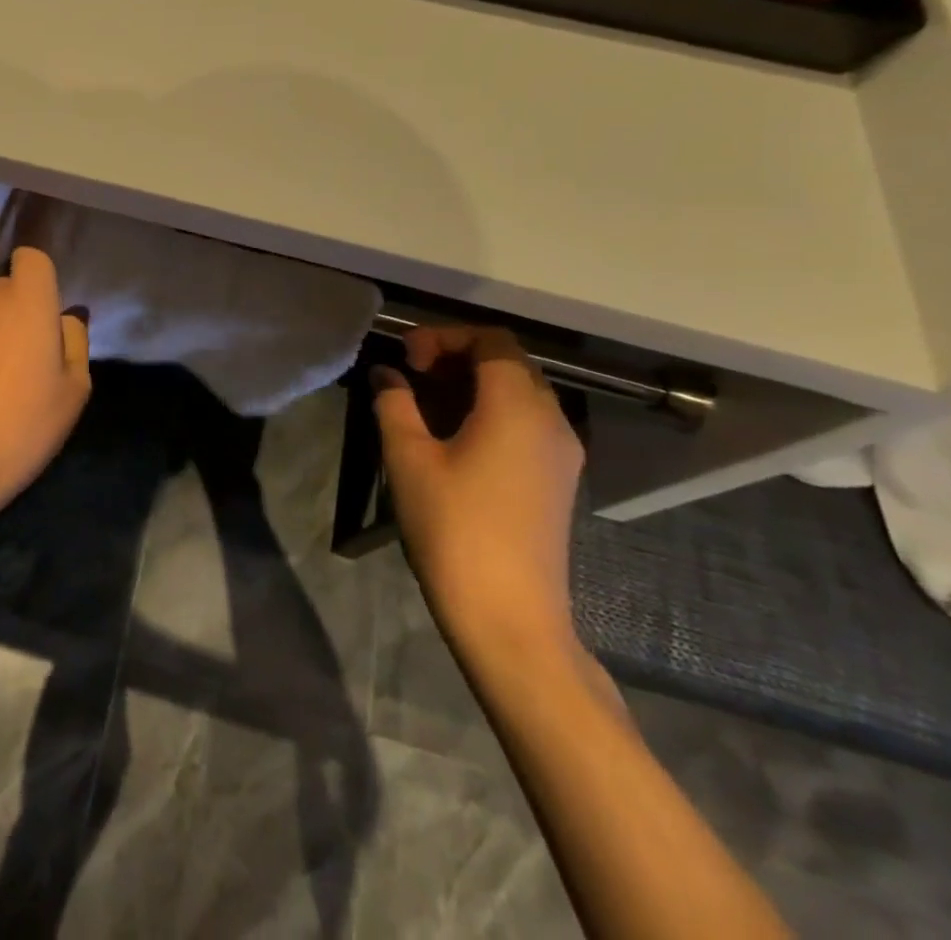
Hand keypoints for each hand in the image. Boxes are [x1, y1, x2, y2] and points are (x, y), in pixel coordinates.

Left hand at [0, 248, 91, 528]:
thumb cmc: (24, 425)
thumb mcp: (74, 389)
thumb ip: (74, 341)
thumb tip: (64, 319)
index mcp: (24, 301)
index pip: (31, 258)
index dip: (43, 279)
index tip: (51, 313)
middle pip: (8, 289)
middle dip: (22, 311)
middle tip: (35, 359)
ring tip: (3, 384)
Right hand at [373, 325, 584, 652]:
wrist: (509, 615)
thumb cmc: (454, 527)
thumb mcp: (408, 458)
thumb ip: (395, 404)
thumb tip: (387, 374)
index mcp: (517, 406)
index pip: (492, 340)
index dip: (445, 336)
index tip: (408, 357)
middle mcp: (552, 419)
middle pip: (511, 361)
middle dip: (459, 355)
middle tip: (414, 373)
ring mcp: (562, 452)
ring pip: (521, 392)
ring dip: (475, 383)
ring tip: (428, 403)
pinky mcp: (559, 479)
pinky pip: (528, 422)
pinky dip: (492, 410)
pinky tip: (455, 437)